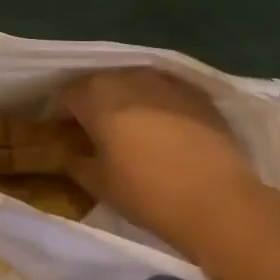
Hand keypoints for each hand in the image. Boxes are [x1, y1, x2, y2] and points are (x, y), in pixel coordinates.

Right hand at [58, 68, 270, 260]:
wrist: (219, 202)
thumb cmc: (148, 193)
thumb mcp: (99, 184)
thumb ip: (76, 162)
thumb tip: (72, 154)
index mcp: (96, 95)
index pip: (66, 96)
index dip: (60, 116)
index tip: (63, 137)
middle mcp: (128, 77)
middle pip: (99, 85)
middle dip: (93, 105)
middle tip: (95, 135)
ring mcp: (166, 81)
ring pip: (134, 85)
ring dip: (126, 102)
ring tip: (130, 132)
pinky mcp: (196, 94)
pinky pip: (164, 94)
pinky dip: (157, 107)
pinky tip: (163, 133)